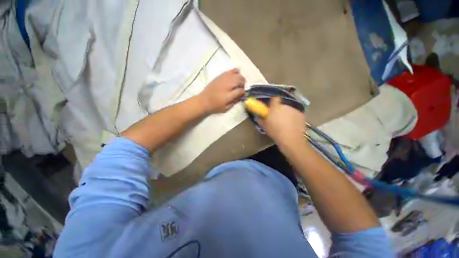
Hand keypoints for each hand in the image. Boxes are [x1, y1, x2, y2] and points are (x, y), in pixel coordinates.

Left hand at [199, 69, 245, 113]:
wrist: (203, 101)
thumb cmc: (215, 106)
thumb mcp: (226, 108)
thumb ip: (235, 101)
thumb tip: (241, 95)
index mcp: (229, 95)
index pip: (241, 90)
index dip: (243, 92)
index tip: (243, 94)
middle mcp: (227, 85)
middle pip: (240, 79)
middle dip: (243, 83)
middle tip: (242, 88)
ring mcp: (223, 79)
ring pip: (236, 74)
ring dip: (240, 78)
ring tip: (239, 82)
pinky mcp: (220, 76)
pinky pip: (230, 71)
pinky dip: (235, 72)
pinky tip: (235, 75)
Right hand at [259, 97, 305, 145]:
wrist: (290, 138)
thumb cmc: (275, 132)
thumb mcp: (265, 127)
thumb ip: (262, 120)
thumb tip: (260, 117)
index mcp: (275, 108)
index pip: (274, 98)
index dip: (273, 101)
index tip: (272, 106)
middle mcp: (285, 106)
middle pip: (282, 105)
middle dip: (280, 110)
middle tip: (278, 118)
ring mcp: (294, 110)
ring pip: (289, 110)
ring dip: (287, 114)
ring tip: (286, 123)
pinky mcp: (301, 114)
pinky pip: (296, 114)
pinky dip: (294, 118)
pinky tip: (293, 125)